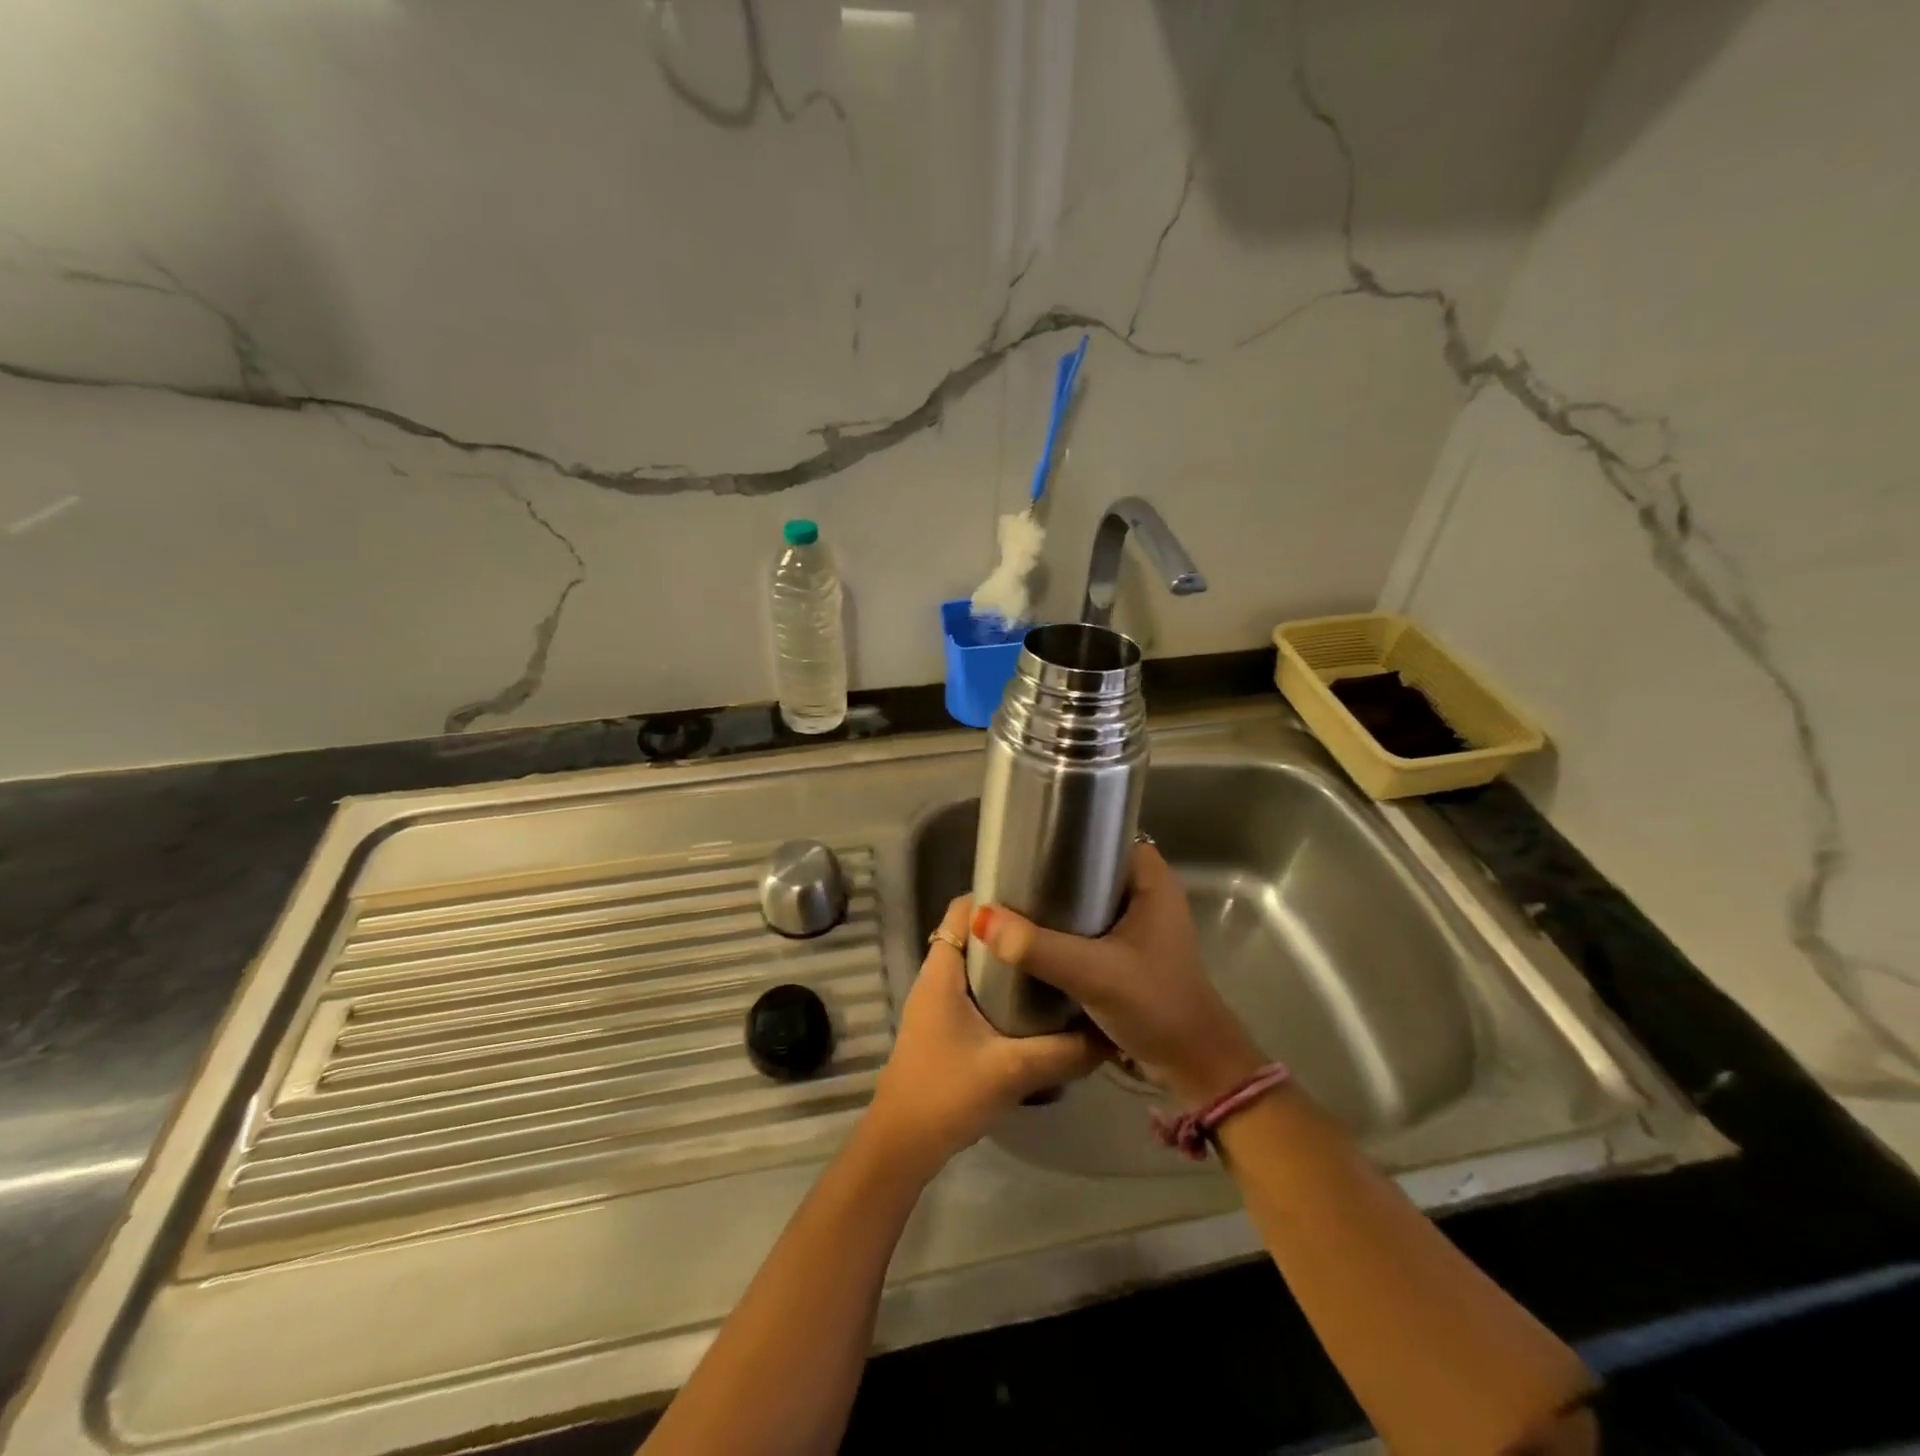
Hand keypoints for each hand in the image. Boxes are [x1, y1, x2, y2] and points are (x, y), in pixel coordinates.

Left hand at [864, 895, 1104, 1178]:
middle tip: (1059, 927)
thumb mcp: (1014, 1071)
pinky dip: (1002, 988)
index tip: (1040, 894)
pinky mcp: (945, 1026)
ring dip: (1009, 960)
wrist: (903, 1146)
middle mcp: (937, 977)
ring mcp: (938, 1003)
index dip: (996, 896)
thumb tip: (1112, 1034)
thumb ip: (1065, 1052)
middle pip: (973, 933)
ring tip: (1055, 958)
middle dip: (1012, 927)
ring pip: (976, 964)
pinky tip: (1038, 1005)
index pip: (961, 910)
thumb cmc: (947, 1094)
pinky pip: (975, 990)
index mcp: (942, 971)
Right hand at [971, 843, 1264, 1106]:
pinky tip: (1032, 936)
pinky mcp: (1130, 954)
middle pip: (1092, 868)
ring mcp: (1140, 927)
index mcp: (1153, 882)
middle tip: (1010, 874)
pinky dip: (1065, 930)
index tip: (1027, 840)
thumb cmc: (1154, 1005)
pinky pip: (1090, 929)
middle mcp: (1149, 895)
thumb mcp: (1092, 973)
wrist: (1192, 1069)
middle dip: (1054, 871)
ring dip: (1057, 904)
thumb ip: (1037, 947)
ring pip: (1089, 901)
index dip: (1070, 833)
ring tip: (1012, 900)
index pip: (1106, 836)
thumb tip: (982, 917)